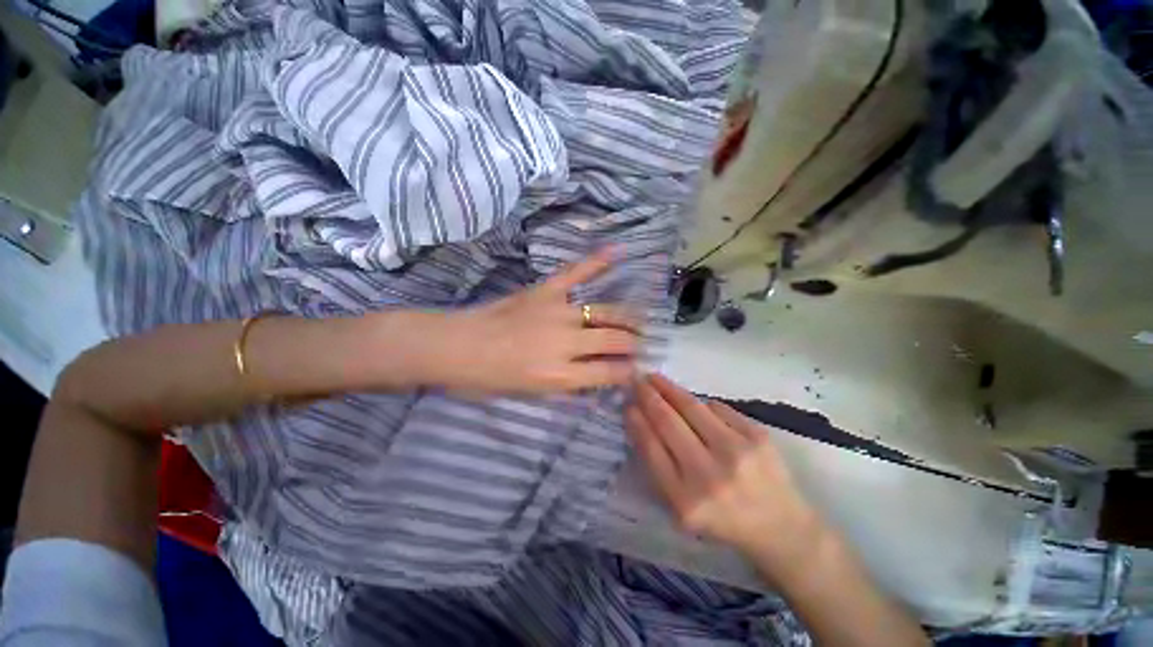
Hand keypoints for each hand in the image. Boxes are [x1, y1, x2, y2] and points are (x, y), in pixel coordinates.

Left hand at [433, 250, 641, 394]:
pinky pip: (575, 274)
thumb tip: (594, 377)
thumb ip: (566, 386)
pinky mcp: (544, 291)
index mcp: (560, 376)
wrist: (455, 346)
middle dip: (635, 345)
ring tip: (641, 321)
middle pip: (615, 341)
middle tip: (642, 345)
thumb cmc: (487, 378)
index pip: (610, 373)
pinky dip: (596, 262)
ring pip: (606, 313)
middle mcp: (566, 344)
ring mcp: (557, 313)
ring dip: (629, 318)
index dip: (629, 373)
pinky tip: (618, 251)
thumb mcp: (530, 395)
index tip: (637, 370)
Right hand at [627, 374, 826, 569]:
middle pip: (668, 422)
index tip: (628, 404)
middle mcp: (710, 475)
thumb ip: (659, 467)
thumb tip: (640, 419)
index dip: (637, 421)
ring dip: (669, 388)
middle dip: (648, 395)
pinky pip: (717, 407)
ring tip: (656, 378)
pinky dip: (702, 403)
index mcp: (686, 500)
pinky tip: (695, 405)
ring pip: (692, 407)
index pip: (651, 448)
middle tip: (637, 379)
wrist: (781, 527)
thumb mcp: (682, 508)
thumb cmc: (723, 520)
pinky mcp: (758, 436)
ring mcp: (737, 452)